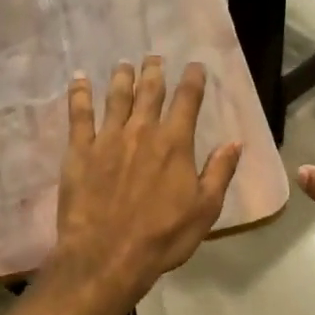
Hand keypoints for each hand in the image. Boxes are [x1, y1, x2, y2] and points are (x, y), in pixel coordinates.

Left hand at [49, 59, 241, 302]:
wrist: (108, 256)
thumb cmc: (163, 236)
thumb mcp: (205, 209)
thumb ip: (219, 172)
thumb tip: (235, 142)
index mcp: (175, 143)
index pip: (188, 100)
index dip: (193, 80)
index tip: (195, 66)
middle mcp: (142, 131)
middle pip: (150, 92)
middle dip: (154, 71)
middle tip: (154, 57)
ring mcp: (107, 139)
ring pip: (116, 97)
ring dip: (122, 77)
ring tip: (124, 64)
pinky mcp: (79, 152)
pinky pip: (79, 115)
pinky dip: (80, 94)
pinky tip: (79, 79)